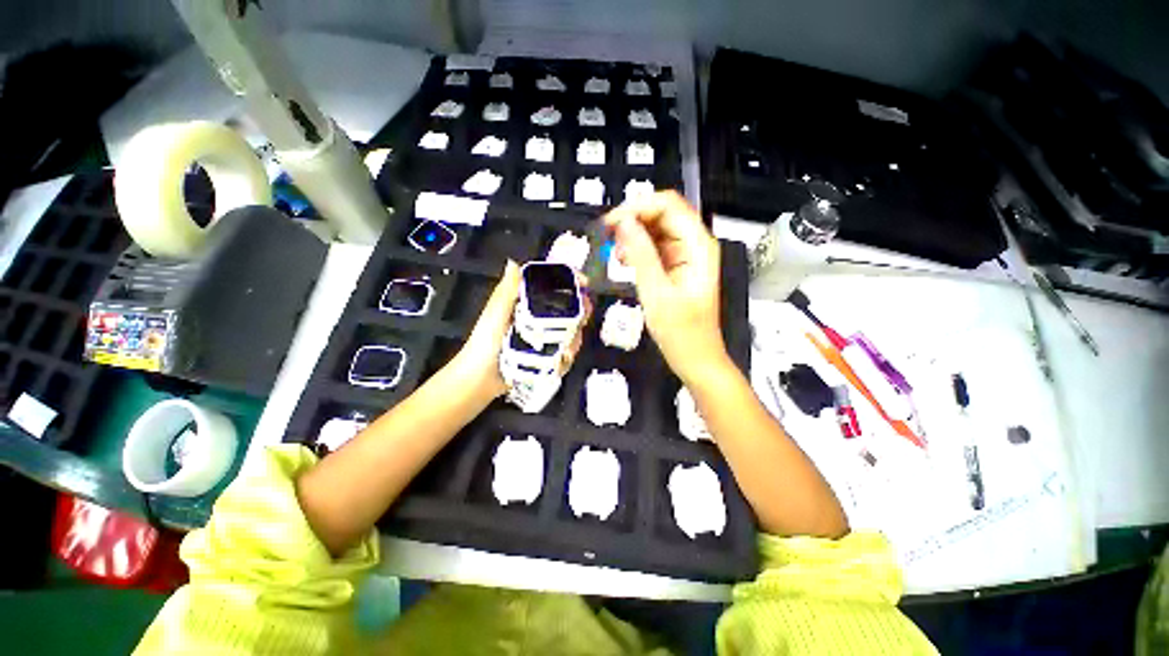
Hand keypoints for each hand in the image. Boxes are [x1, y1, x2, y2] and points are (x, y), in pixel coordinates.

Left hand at [451, 261, 588, 401]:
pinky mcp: (545, 357)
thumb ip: (507, 291)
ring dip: (574, 339)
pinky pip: (563, 354)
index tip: (584, 283)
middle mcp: (537, 320)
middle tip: (584, 317)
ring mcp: (543, 340)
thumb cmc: (484, 342)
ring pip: (569, 333)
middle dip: (580, 313)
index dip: (570, 283)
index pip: (552, 288)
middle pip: (567, 310)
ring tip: (568, 348)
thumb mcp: (495, 314)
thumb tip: (513, 263)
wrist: (480, 378)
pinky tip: (563, 360)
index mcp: (526, 305)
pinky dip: (566, 358)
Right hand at [604, 191, 728, 383]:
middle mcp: (694, 244)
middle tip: (608, 240)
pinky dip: (637, 250)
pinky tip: (625, 263)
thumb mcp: (657, 293)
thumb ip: (641, 255)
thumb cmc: (681, 332)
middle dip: (633, 221)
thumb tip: (623, 222)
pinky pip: (654, 247)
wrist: (696, 359)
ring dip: (633, 236)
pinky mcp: (676, 267)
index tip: (610, 224)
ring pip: (656, 229)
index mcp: (698, 245)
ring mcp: (685, 255)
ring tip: (616, 256)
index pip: (669, 205)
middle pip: (662, 213)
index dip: (638, 207)